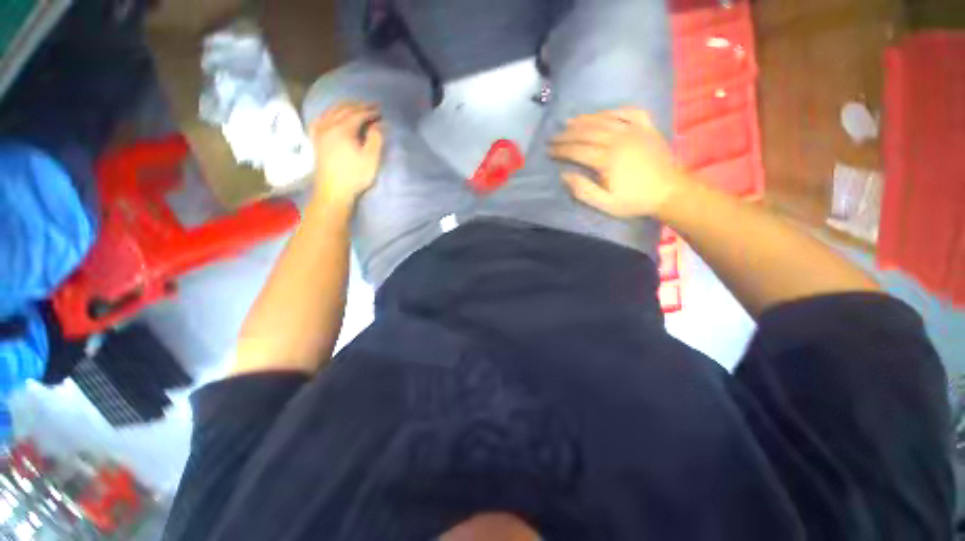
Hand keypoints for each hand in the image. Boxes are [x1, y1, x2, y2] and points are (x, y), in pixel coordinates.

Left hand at [309, 102, 384, 208]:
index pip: (358, 114)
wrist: (334, 191)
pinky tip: (330, 115)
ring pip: (330, 112)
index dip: (370, 111)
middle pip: (343, 109)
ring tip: (354, 106)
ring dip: (344, 106)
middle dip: (358, 105)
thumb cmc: (355, 176)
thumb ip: (376, 139)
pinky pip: (319, 120)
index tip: (380, 110)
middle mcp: (328, 126)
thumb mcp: (371, 158)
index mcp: (343, 129)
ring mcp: (319, 132)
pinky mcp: (315, 140)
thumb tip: (378, 124)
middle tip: (371, 105)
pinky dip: (327, 114)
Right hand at [550, 108, 689, 217]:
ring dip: (585, 119)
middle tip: (554, 136)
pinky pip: (629, 112)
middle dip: (567, 134)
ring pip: (604, 119)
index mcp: (607, 160)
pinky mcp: (647, 127)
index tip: (549, 150)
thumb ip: (583, 190)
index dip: (561, 150)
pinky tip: (604, 113)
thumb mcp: (605, 204)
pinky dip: (614, 110)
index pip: (577, 150)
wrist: (669, 192)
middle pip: (587, 132)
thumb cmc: (634, 200)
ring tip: (570, 121)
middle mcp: (619, 140)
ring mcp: (635, 131)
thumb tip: (564, 175)